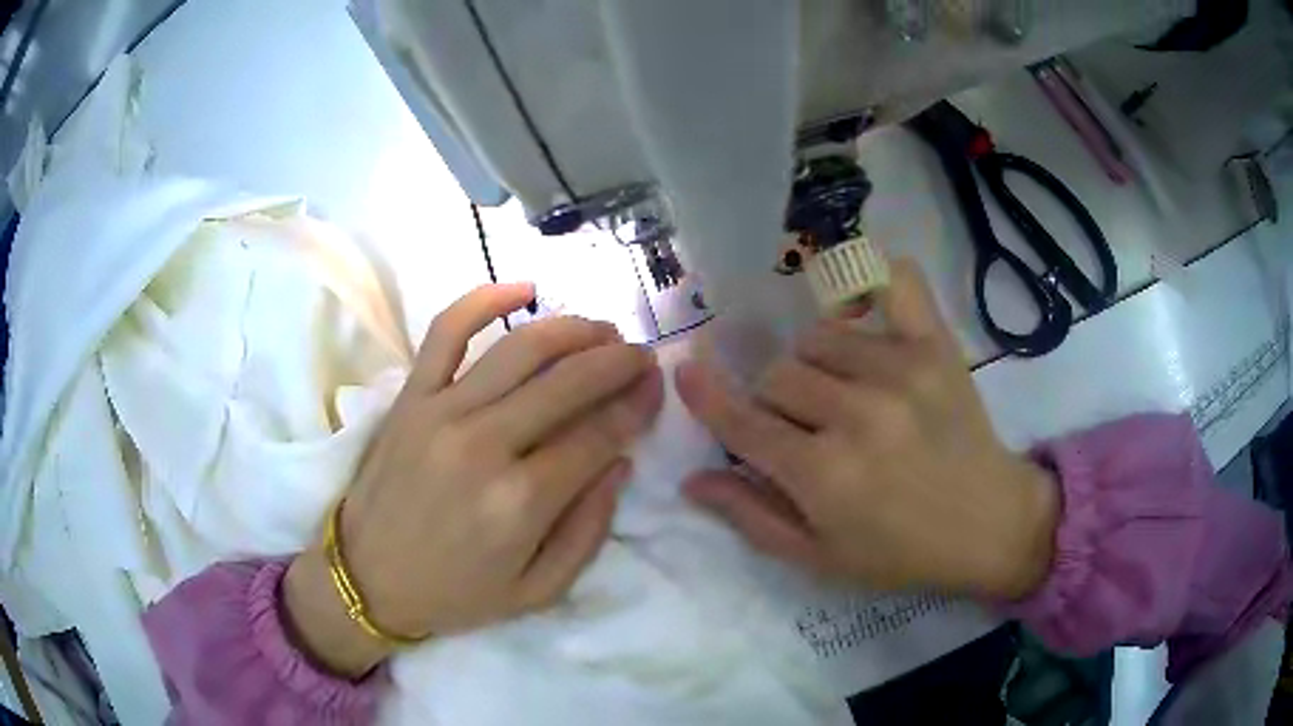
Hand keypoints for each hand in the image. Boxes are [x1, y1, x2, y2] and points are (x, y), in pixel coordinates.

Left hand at [285, 283, 663, 676]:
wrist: (367, 579)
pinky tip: (524, 289)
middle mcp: (484, 444)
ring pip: (521, 347)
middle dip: (618, 360)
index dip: (638, 404)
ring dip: (572, 329)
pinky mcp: (410, 396)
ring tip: (600, 330)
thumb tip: (620, 461)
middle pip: (568, 381)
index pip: (600, 433)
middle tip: (640, 354)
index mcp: (521, 501)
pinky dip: (486, 298)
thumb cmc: (456, 593)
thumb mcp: (538, 591)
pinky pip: (447, 330)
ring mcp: (441, 411)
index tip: (657, 387)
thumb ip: (589, 531)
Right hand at [676, 260, 1057, 599]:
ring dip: (816, 366)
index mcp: (823, 476)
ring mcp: (900, 371)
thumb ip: (751, 516)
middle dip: (777, 406)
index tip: (685, 370)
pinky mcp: (935, 346)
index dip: (707, 397)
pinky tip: (863, 304)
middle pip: (777, 376)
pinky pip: (894, 282)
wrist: (988, 523)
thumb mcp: (818, 557)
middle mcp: (856, 414)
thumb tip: (691, 479)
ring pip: (817, 339)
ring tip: (844, 394)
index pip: (742, 423)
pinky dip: (871, 280)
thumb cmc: (899, 552)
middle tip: (808, 432)